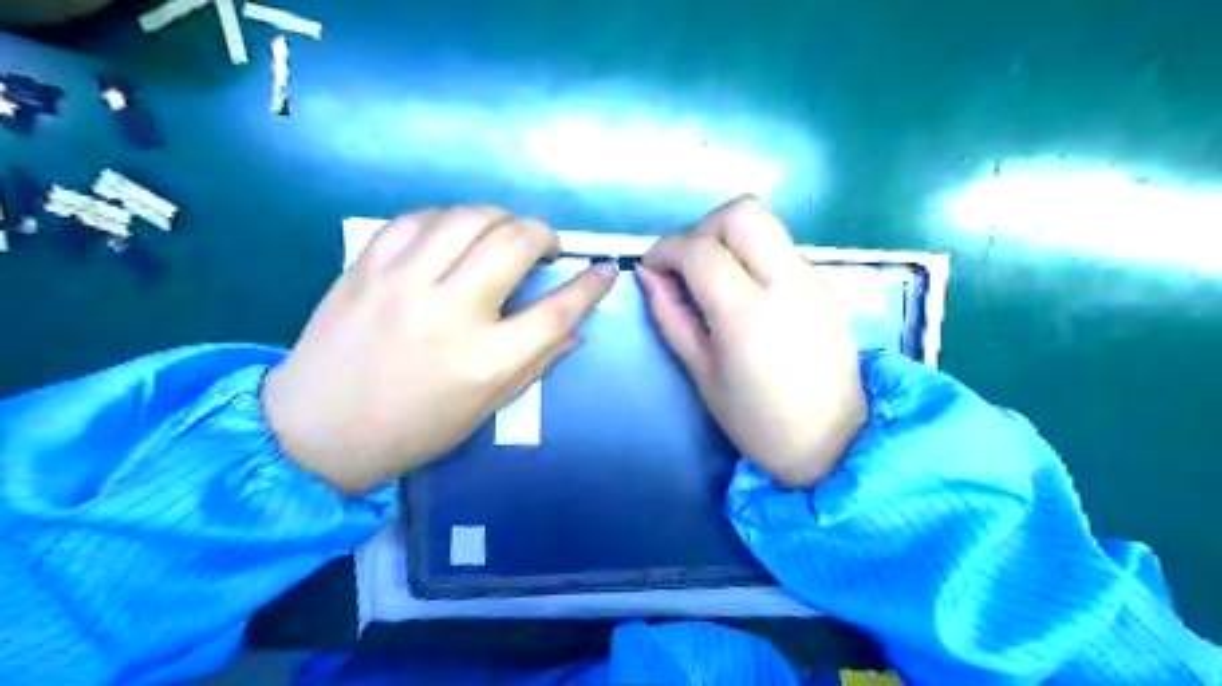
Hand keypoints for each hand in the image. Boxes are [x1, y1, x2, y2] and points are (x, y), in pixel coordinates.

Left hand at [262, 206, 615, 495]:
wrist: (316, 430)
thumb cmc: (412, 429)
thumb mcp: (485, 408)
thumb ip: (535, 363)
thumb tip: (575, 330)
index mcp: (485, 360)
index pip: (557, 310)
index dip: (590, 286)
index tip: (605, 270)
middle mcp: (450, 311)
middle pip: (515, 243)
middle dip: (544, 234)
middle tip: (545, 247)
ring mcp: (404, 282)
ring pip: (469, 217)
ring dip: (499, 218)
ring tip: (503, 234)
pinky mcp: (368, 266)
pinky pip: (419, 218)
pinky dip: (449, 218)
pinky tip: (454, 234)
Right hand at [636, 196, 863, 487]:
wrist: (833, 442)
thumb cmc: (757, 421)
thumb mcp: (702, 372)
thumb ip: (671, 316)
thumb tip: (648, 275)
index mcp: (748, 314)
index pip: (701, 249)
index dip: (666, 249)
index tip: (652, 267)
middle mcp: (788, 283)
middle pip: (743, 212)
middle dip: (704, 227)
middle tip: (688, 265)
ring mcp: (814, 279)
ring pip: (766, 225)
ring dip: (730, 239)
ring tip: (714, 280)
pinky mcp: (827, 284)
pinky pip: (782, 248)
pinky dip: (754, 255)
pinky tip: (746, 293)